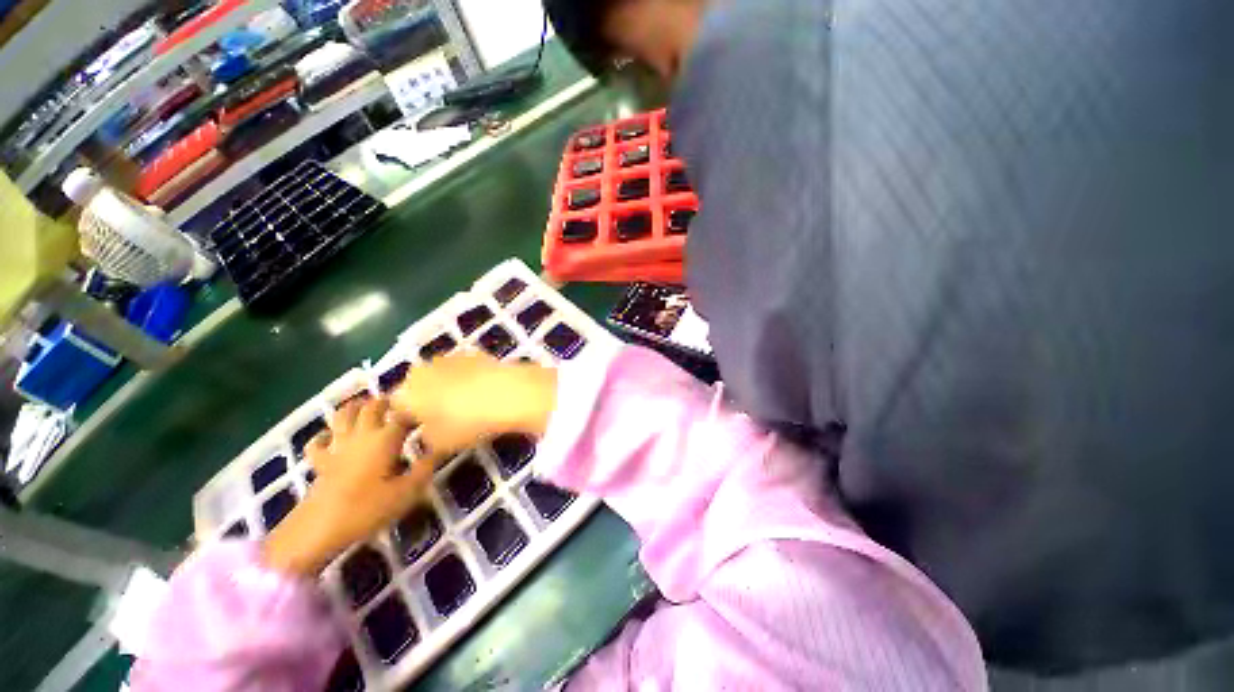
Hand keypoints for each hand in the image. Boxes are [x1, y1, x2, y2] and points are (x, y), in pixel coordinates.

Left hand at [264, 396, 431, 576]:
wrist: (317, 530)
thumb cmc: (367, 509)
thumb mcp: (407, 491)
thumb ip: (426, 467)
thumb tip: (444, 446)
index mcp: (385, 439)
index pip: (404, 415)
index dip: (417, 410)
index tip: (430, 412)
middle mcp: (362, 435)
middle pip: (372, 407)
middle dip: (387, 401)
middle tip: (401, 403)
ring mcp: (337, 447)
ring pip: (343, 416)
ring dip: (355, 406)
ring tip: (367, 404)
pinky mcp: (320, 462)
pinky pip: (318, 442)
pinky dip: (324, 435)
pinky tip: (330, 436)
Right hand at [392, 353, 556, 459]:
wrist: (508, 392)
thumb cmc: (470, 422)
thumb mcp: (443, 442)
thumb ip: (427, 437)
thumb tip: (428, 432)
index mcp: (407, 394)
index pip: (396, 404)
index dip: (407, 416)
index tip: (420, 426)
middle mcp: (422, 371)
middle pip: (415, 384)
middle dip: (424, 396)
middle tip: (441, 412)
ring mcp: (449, 358)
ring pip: (438, 371)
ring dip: (444, 382)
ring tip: (463, 398)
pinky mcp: (473, 353)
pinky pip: (461, 364)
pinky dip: (465, 373)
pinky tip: (479, 384)